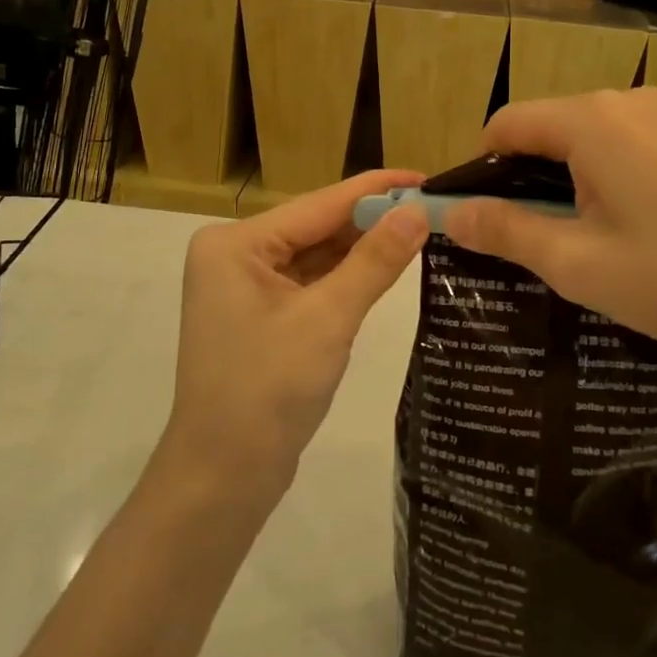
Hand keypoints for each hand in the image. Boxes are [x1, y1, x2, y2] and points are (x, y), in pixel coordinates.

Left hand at [161, 170, 430, 503]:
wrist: (223, 479)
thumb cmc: (268, 391)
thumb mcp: (328, 319)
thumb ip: (374, 261)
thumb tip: (418, 211)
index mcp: (235, 244)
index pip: (319, 204)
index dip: (375, 189)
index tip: (426, 177)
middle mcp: (236, 254)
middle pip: (317, 226)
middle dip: (372, 220)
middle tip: (433, 209)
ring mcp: (246, 286)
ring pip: (316, 255)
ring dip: (363, 248)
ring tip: (421, 231)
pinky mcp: (262, 315)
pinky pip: (311, 282)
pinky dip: (346, 277)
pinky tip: (387, 266)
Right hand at [443, 89, 656, 369]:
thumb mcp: (576, 265)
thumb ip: (505, 231)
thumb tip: (450, 215)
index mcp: (593, 121)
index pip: (509, 123)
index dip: (484, 163)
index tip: (487, 211)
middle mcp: (631, 98)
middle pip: (554, 123)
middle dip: (533, 170)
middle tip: (543, 230)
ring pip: (597, 128)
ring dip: (579, 167)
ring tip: (598, 225)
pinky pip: (640, 134)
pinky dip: (622, 162)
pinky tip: (648, 212)